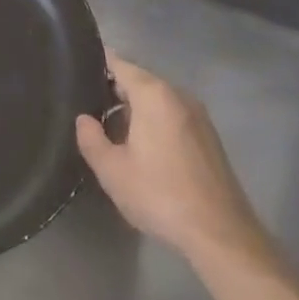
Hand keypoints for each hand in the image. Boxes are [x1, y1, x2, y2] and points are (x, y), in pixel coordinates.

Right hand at [76, 55, 272, 270]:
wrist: (221, 235)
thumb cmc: (160, 195)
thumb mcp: (112, 171)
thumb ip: (91, 139)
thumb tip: (84, 119)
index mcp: (153, 94)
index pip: (119, 64)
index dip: (97, 66)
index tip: (77, 75)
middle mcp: (178, 95)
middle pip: (139, 81)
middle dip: (114, 91)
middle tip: (89, 109)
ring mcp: (198, 116)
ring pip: (157, 100)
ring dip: (135, 109)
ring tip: (111, 130)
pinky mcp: (209, 137)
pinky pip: (173, 116)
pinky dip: (155, 122)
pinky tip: (143, 149)